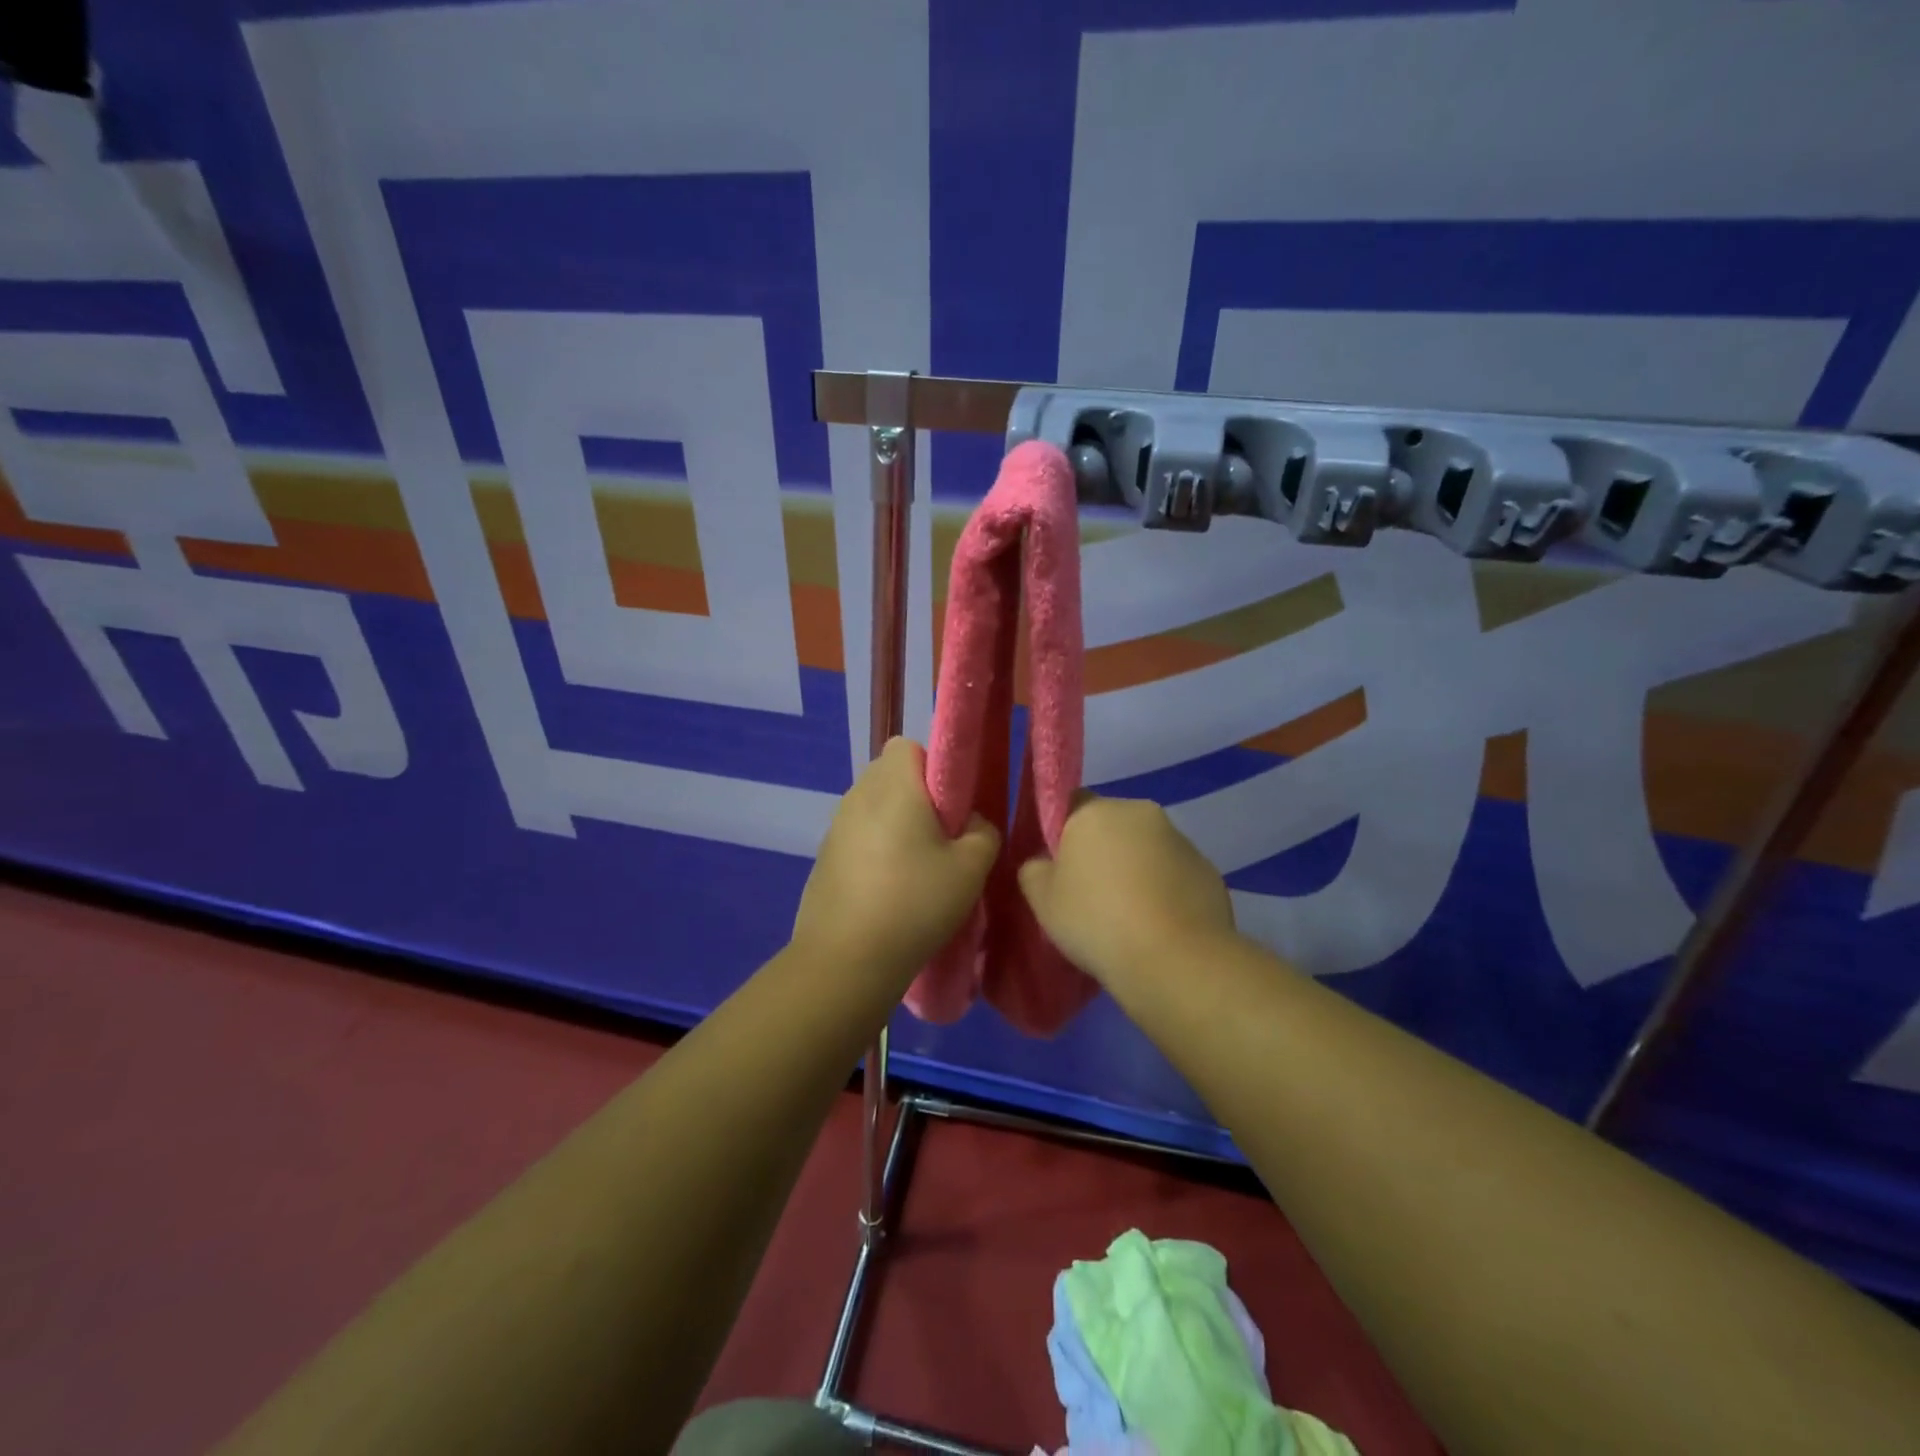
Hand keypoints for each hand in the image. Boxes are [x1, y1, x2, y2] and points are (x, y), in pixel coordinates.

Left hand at [792, 737, 999, 981]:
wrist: (845, 960)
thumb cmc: (915, 903)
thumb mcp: (971, 868)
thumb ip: (983, 832)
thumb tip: (971, 823)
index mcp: (892, 785)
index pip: (907, 746)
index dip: (933, 766)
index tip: (950, 804)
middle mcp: (857, 795)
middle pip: (889, 776)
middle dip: (916, 797)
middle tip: (941, 839)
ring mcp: (834, 828)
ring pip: (872, 808)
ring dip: (894, 826)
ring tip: (916, 870)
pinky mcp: (823, 858)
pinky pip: (856, 838)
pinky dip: (874, 851)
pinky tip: (888, 891)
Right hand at [1018, 792, 1235, 986]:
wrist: (1175, 960)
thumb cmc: (1096, 920)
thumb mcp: (1042, 900)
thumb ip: (1034, 870)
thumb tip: (1044, 863)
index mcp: (1096, 811)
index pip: (1072, 802)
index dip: (1062, 831)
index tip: (1060, 867)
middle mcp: (1141, 813)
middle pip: (1112, 824)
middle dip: (1103, 851)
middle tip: (1091, 895)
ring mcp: (1181, 840)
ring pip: (1146, 849)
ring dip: (1136, 870)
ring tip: (1128, 918)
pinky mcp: (1208, 870)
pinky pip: (1175, 875)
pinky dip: (1165, 891)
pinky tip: (1159, 927)